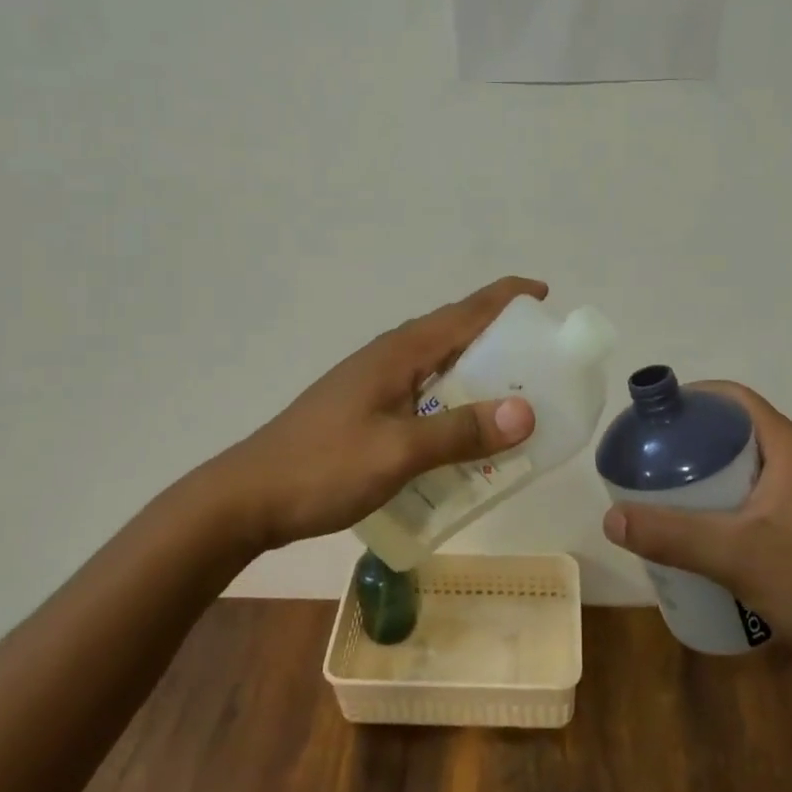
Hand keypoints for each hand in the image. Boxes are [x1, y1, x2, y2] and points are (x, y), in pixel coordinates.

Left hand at [214, 277, 544, 550]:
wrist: (248, 497)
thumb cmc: (323, 468)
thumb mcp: (398, 452)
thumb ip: (460, 432)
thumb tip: (526, 412)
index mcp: (399, 352)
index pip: (464, 312)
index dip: (505, 298)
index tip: (544, 293)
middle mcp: (389, 356)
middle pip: (453, 331)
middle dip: (498, 333)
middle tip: (541, 355)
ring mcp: (373, 381)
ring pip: (438, 362)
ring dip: (476, 368)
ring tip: (515, 390)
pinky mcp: (365, 407)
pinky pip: (423, 389)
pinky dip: (453, 397)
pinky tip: (464, 428)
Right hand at [602, 382, 791, 661]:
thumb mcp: (734, 555)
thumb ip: (671, 535)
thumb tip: (610, 519)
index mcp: (789, 448)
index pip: (735, 399)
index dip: (693, 398)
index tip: (653, 418)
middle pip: (736, 431)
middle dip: (691, 440)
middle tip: (649, 459)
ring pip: (744, 466)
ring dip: (706, 474)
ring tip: (664, 493)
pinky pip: (754, 496)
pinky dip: (723, 500)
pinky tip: (700, 529)